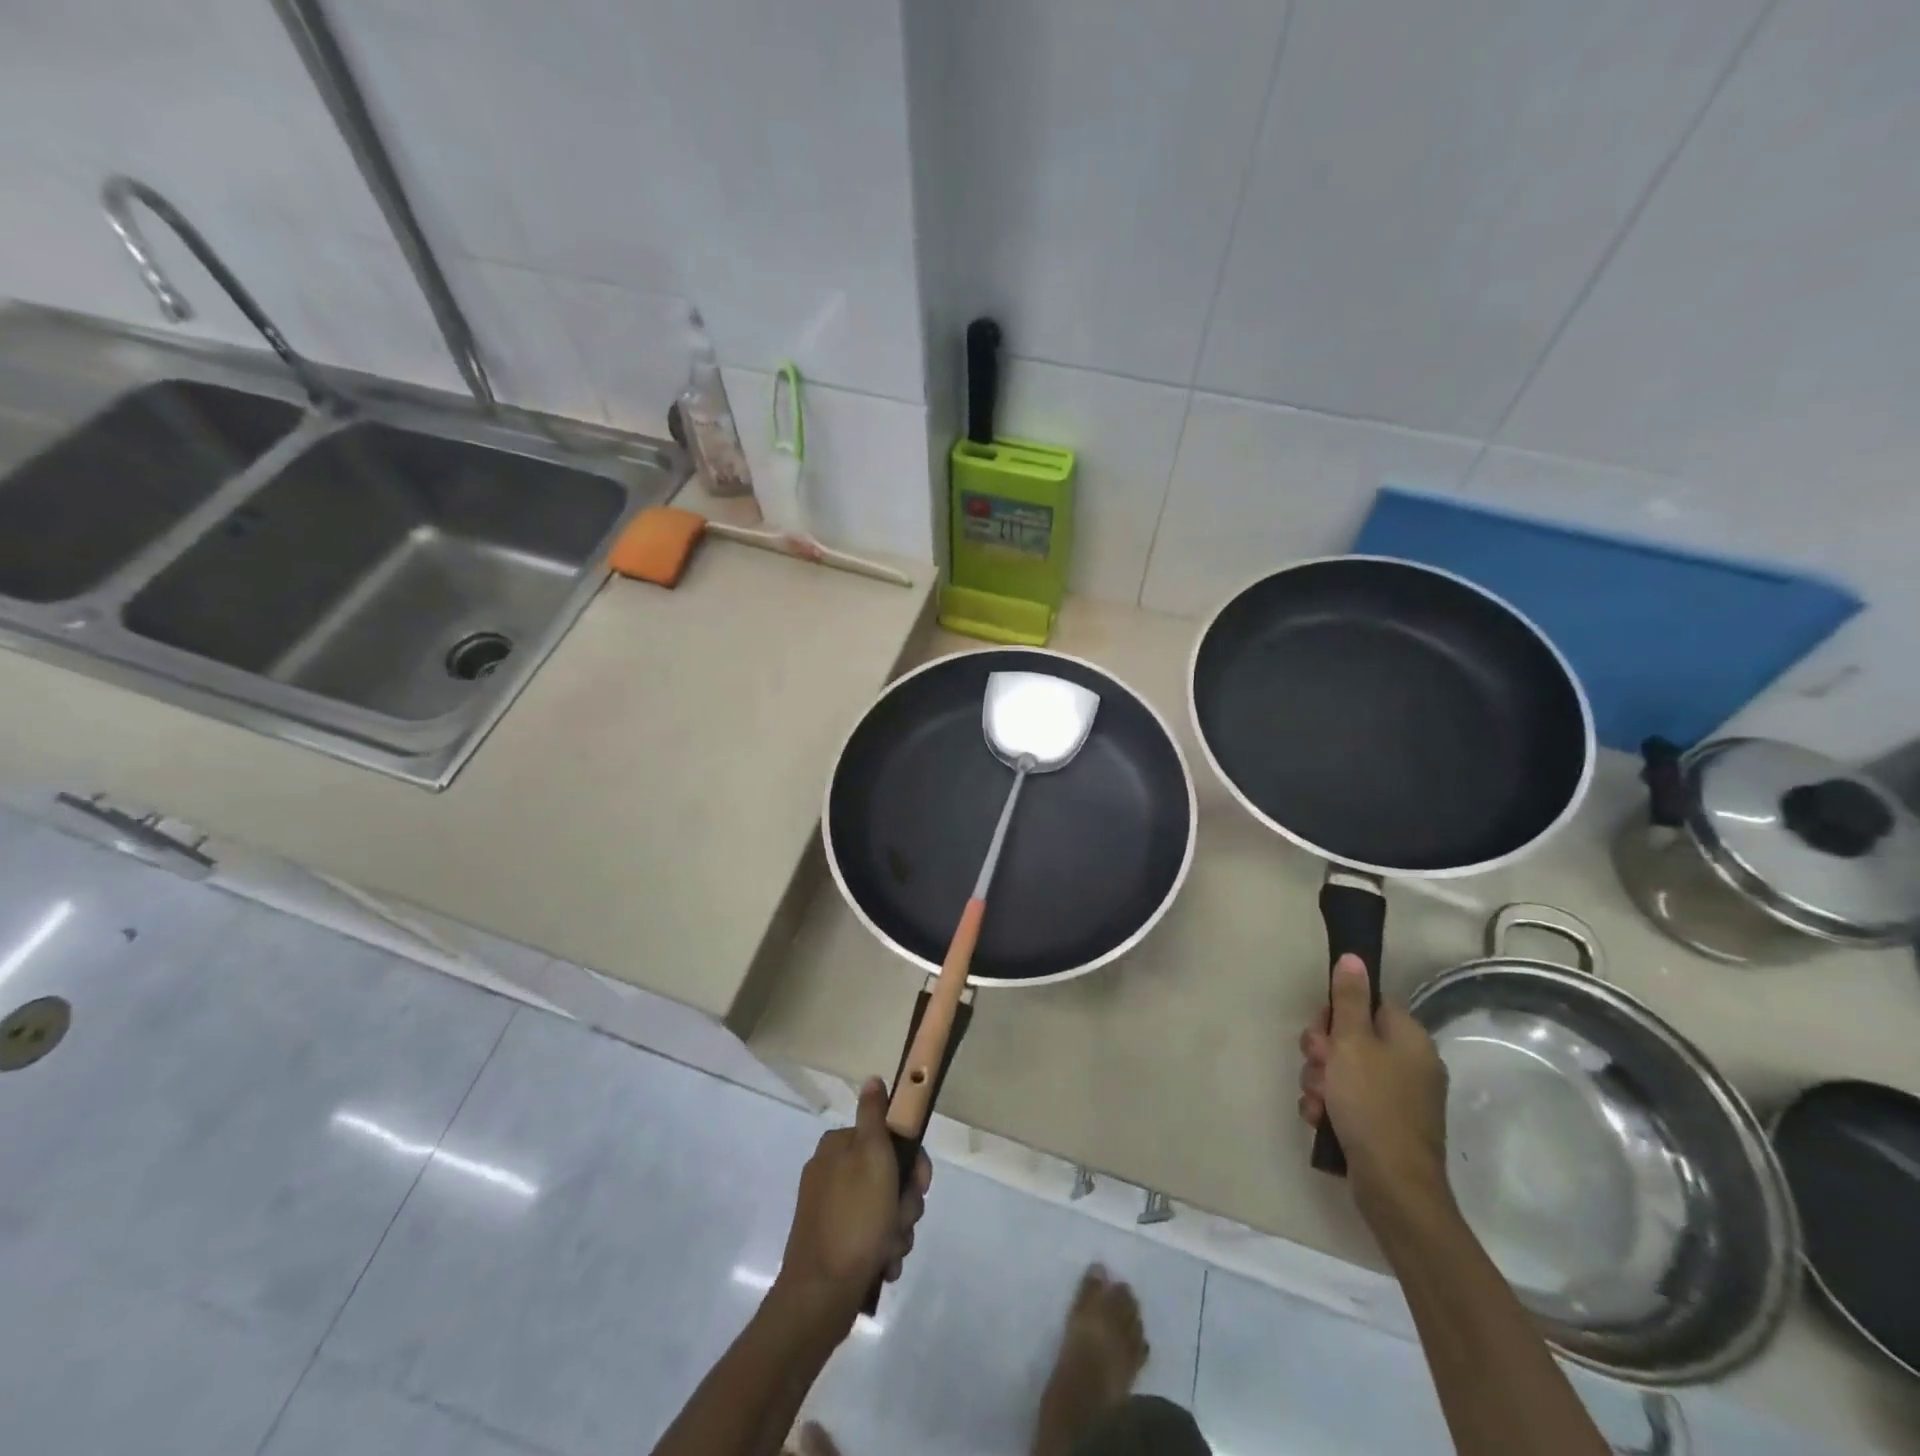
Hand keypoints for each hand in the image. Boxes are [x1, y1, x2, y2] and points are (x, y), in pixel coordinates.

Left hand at [776, 1077, 931, 1328]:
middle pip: (889, 1176)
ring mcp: (830, 1209)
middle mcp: (831, 1172)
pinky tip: (883, 1264)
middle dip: (904, 1202)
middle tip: (902, 1221)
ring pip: (884, 1209)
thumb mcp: (872, 1156)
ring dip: (897, 1229)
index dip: (913, 1162)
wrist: (821, 1295)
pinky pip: (870, 1237)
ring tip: (890, 1250)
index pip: (889, 1138)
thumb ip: (874, 1116)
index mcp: (838, 1146)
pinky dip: (882, 1249)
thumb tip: (872, 1079)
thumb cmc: (855, 1219)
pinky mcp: (833, 1242)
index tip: (919, 1184)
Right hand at [1297, 955, 1451, 1221]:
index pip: (1369, 1003)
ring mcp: (1398, 1097)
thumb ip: (1349, 999)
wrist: (1394, 1187)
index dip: (1338, 1012)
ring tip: (1316, 1098)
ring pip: (1343, 1070)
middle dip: (1322, 1050)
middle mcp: (1409, 1064)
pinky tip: (1319, 1117)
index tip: (1323, 1030)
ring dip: (1320, 1080)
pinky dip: (1329, 1105)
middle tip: (1316, 1063)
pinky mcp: (1384, 1125)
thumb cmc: (1372, 1104)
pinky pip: (1347, 1100)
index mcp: (1409, 1039)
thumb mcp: (1352, 1043)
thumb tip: (1353, 957)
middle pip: (1352, 1036)